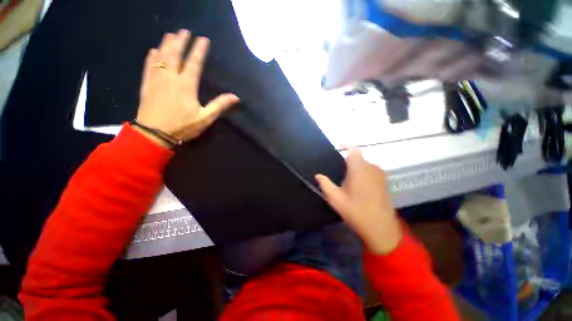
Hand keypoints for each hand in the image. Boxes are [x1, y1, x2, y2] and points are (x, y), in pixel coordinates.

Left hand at [135, 29, 239, 145]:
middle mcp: (170, 78)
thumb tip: (235, 97)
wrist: (155, 134)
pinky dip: (151, 57)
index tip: (203, 39)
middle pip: (175, 55)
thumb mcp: (205, 118)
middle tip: (184, 31)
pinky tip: (153, 50)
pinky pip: (149, 66)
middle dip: (180, 42)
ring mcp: (156, 80)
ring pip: (161, 57)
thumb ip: (219, 105)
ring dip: (166, 45)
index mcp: (186, 85)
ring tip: (170, 35)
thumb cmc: (183, 126)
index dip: (199, 50)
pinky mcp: (147, 85)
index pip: (194, 63)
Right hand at [315, 150, 401, 254]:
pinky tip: (360, 188)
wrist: (381, 228)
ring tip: (349, 183)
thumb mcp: (335, 199)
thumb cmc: (356, 212)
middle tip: (340, 176)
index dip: (344, 147)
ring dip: (356, 169)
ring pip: (365, 165)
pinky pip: (371, 171)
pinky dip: (364, 174)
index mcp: (359, 169)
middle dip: (348, 163)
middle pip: (358, 158)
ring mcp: (380, 174)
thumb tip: (318, 175)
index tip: (336, 152)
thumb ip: (325, 184)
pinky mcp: (384, 181)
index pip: (353, 150)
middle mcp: (371, 168)